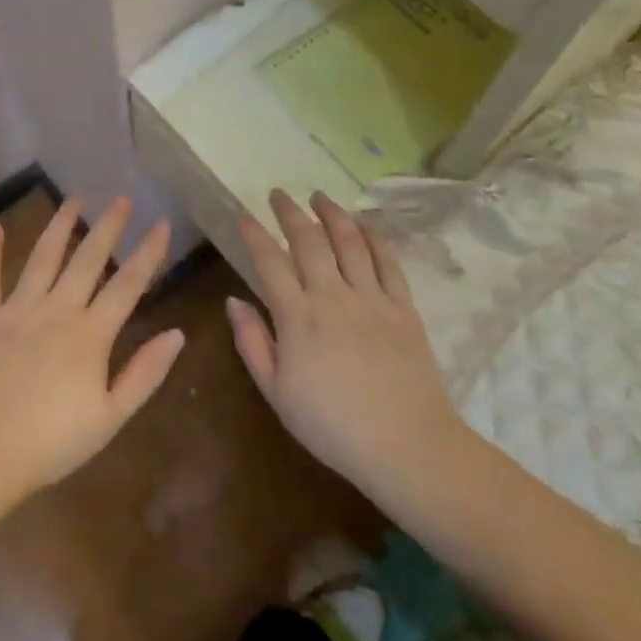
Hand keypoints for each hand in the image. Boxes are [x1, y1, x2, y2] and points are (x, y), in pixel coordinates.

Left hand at [0, 198, 182, 503]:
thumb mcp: (110, 418)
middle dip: (107, 226)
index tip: (162, 223)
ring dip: (60, 226)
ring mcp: (16, 310)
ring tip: (74, 199)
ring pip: (42, 258)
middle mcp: (56, 310)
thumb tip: (177, 334)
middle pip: (87, 259)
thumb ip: (145, 374)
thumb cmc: (50, 444)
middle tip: (121, 197)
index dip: (148, 252)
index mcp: (90, 334)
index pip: (128, 284)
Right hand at [229, 191, 473, 513]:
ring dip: (332, 214)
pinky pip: (387, 262)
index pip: (270, 262)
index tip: (243, 214)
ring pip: (349, 241)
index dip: (254, 234)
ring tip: (319, 196)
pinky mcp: (403, 307)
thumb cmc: (332, 425)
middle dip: (290, 212)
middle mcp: (333, 296)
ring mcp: (372, 298)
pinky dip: (373, 237)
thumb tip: (233, 301)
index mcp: (298, 317)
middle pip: (309, 241)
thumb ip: (252, 343)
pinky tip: (364, 225)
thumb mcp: (276, 392)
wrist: (407, 446)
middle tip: (278, 194)